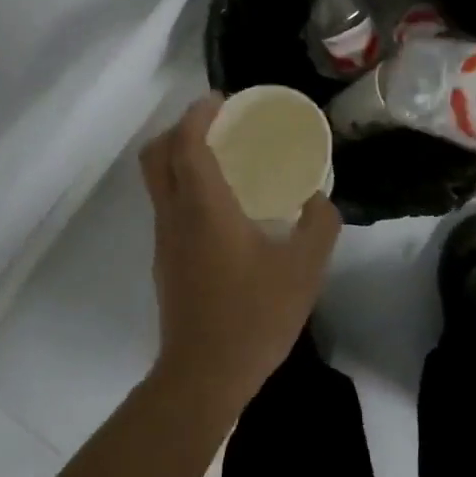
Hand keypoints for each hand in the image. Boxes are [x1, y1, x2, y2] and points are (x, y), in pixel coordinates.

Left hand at [138, 94, 342, 411]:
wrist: (204, 375)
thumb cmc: (254, 316)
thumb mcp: (304, 269)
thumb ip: (319, 226)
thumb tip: (319, 200)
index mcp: (204, 208)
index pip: (186, 143)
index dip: (198, 114)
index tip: (222, 100)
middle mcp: (175, 216)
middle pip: (156, 156)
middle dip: (180, 129)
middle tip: (217, 124)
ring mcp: (165, 241)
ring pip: (157, 182)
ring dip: (180, 158)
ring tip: (223, 159)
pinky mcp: (166, 262)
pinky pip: (167, 207)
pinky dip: (185, 187)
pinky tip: (222, 207)